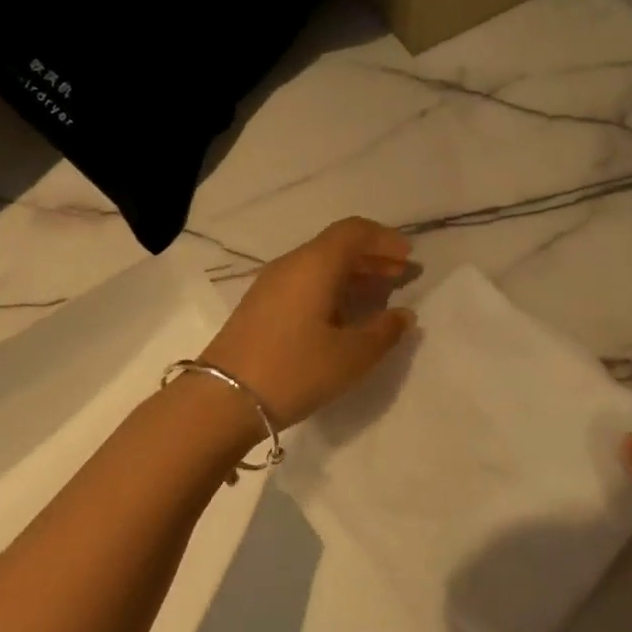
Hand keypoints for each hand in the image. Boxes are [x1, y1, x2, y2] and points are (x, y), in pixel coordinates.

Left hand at [200, 218, 414, 428]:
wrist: (223, 399)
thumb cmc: (295, 370)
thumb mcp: (351, 356)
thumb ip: (384, 331)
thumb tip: (404, 315)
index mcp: (315, 264)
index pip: (354, 232)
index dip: (384, 239)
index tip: (408, 257)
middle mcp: (291, 264)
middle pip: (337, 246)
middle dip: (372, 256)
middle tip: (401, 274)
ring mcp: (271, 284)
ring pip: (320, 265)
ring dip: (352, 274)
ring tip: (380, 293)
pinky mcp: (261, 306)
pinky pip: (305, 282)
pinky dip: (332, 287)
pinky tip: (345, 313)